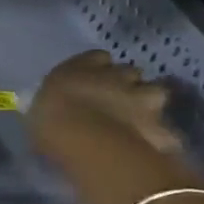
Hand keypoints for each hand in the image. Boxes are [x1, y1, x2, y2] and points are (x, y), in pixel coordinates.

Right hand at [29, 50, 180, 160]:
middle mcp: (115, 75)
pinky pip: (165, 129)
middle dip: (126, 83)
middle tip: (115, 100)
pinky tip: (150, 146)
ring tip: (138, 120)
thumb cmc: (50, 122)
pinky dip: (160, 136)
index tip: (90, 80)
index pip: (96, 57)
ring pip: (155, 92)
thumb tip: (53, 111)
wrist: (87, 141)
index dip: (96, 68)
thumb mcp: (38, 110)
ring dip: (148, 102)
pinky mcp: (161, 124)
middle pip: (129, 72)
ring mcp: (143, 97)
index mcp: (80, 68)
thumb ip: (53, 104)